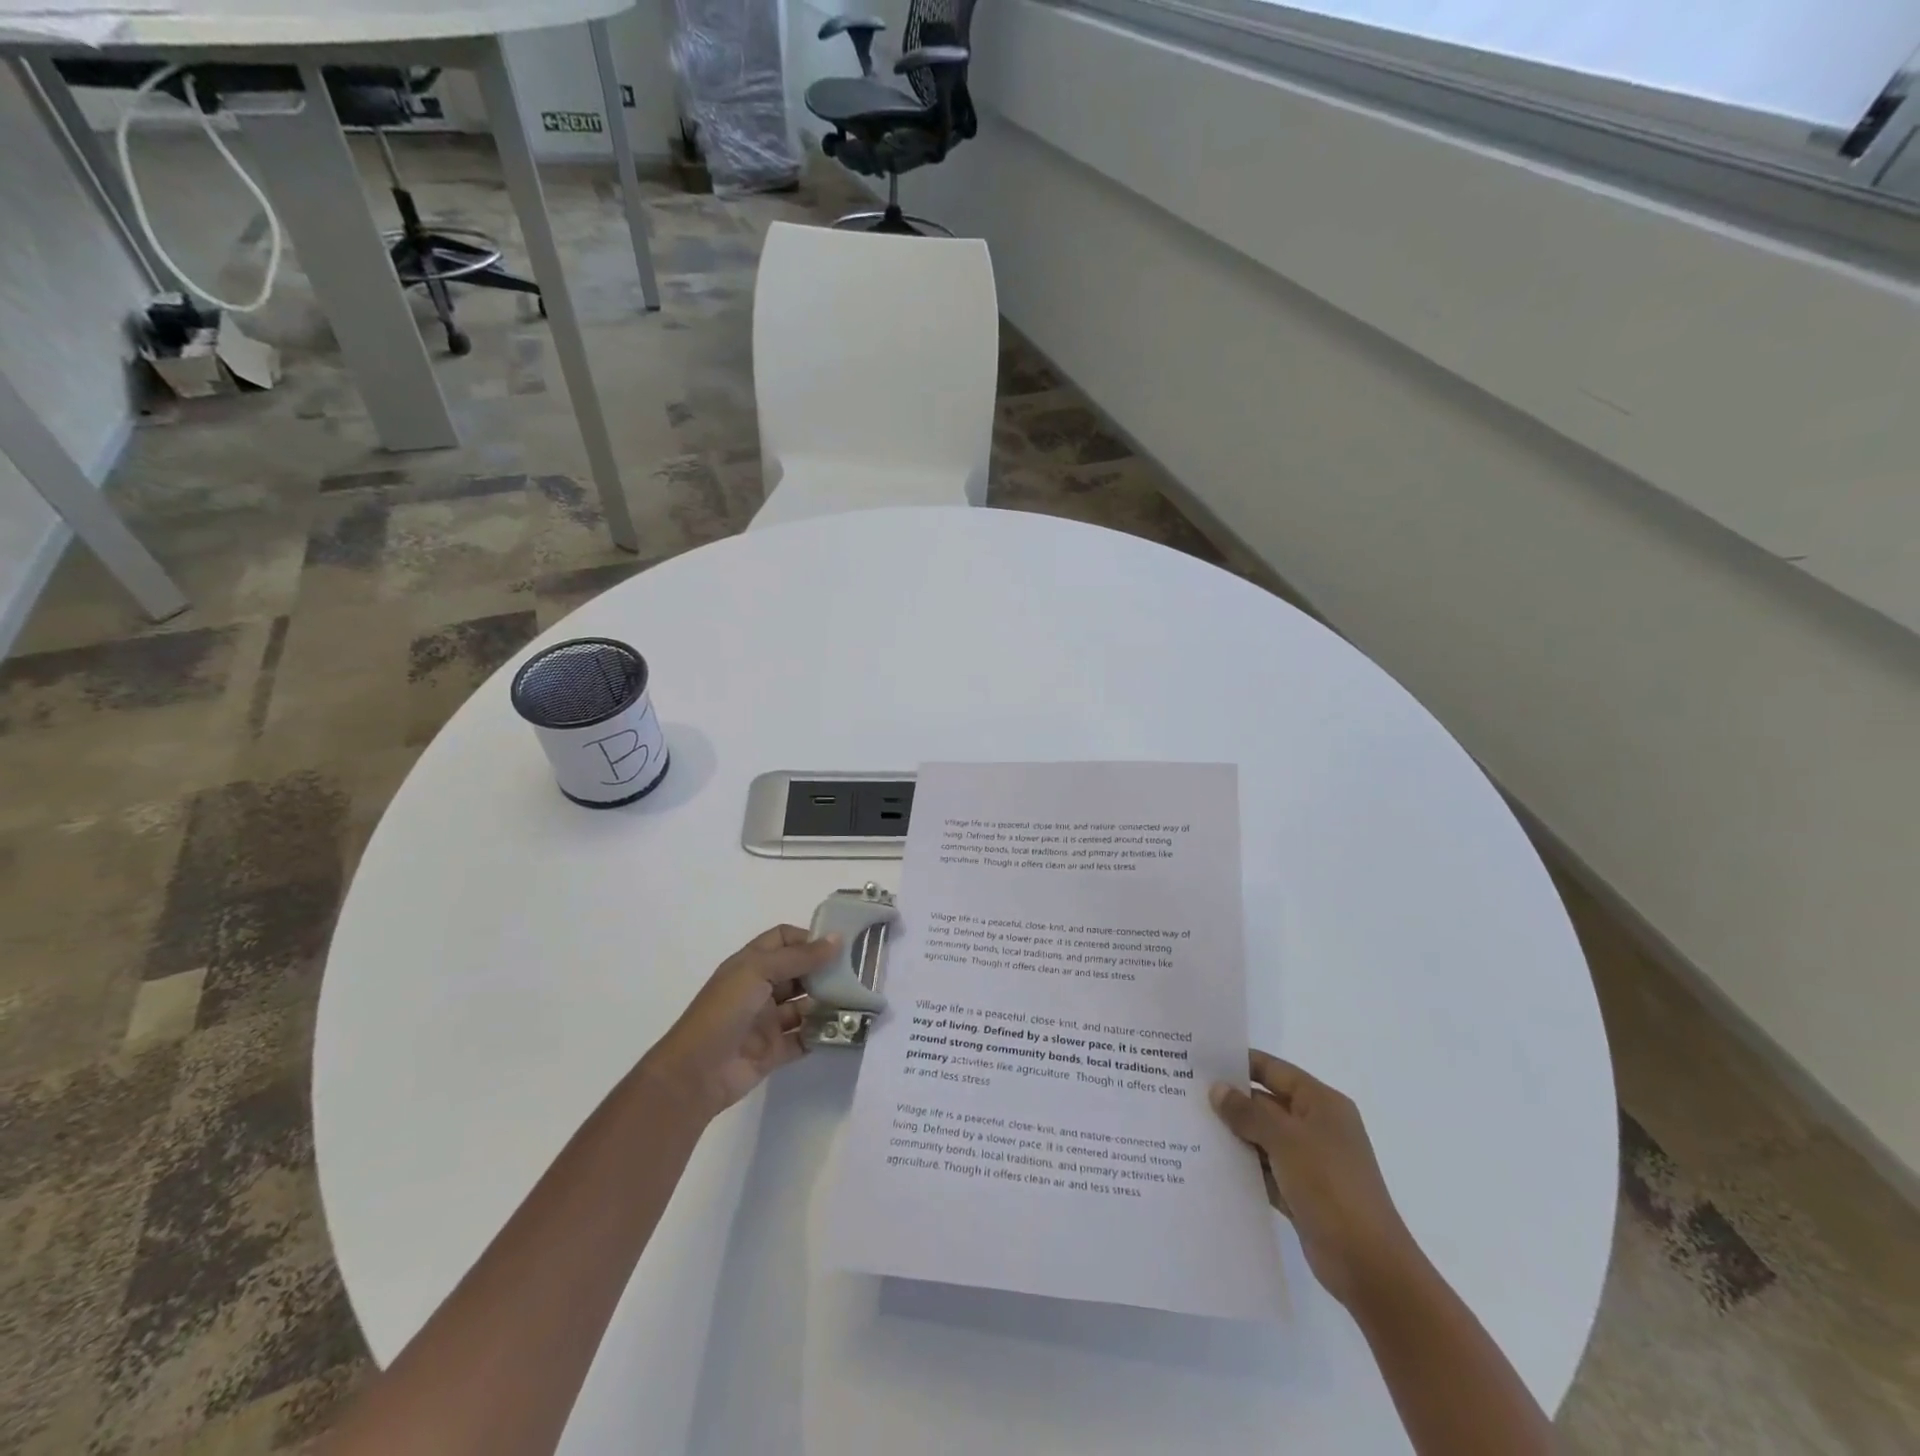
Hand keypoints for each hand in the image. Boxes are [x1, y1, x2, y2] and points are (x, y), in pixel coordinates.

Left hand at [639, 926, 839, 1119]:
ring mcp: (768, 1021)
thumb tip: (837, 939)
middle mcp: (760, 988)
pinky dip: (823, 1033)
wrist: (696, 1073)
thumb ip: (799, 957)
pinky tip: (845, 1029)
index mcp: (751, 964)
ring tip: (857, 1001)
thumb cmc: (724, 1011)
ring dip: (828, 1002)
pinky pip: (805, 1037)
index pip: (783, 939)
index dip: (807, 939)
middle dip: (825, 970)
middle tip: (858, 973)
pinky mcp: (775, 1050)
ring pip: (805, 1005)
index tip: (838, 945)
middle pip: (798, 972)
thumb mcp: (759, 972)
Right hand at [1210, 1051, 1421, 1309]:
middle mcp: (1316, 1127)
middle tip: (1185, 1094)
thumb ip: (1248, 1113)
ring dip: (1233, 1135)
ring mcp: (1309, 1161)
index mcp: (1321, 1104)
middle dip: (1230, 1101)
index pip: (1274, 1070)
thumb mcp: (1286, 1141)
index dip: (1240, 1063)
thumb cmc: (1331, 1187)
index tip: (1202, 1060)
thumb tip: (1217, 1089)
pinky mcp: (1300, 1192)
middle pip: (1266, 1103)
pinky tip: (1210, 1163)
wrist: (1369, 1265)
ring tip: (1189, 1126)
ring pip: (1262, 1137)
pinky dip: (1243, 1166)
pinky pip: (1264, 1169)